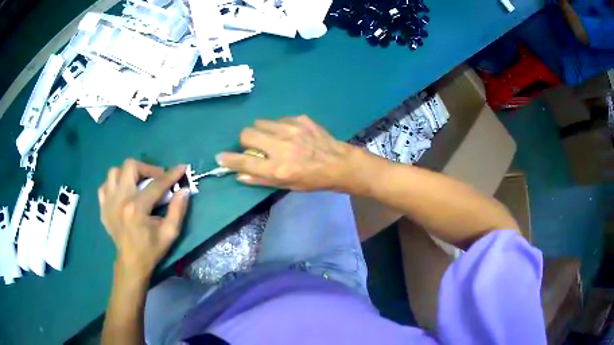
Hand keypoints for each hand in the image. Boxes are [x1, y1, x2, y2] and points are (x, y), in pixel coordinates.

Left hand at [98, 159, 189, 280]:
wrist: (131, 263)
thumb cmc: (151, 250)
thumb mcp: (169, 233)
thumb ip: (177, 210)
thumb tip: (184, 190)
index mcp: (136, 208)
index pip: (156, 184)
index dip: (171, 174)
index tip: (181, 168)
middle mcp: (120, 200)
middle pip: (130, 166)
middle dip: (146, 169)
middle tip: (155, 179)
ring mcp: (108, 202)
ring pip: (114, 172)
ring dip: (128, 174)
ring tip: (137, 184)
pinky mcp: (103, 207)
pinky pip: (105, 185)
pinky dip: (114, 184)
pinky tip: (122, 193)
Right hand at [216, 115, 355, 190]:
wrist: (339, 164)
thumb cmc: (313, 180)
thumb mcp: (287, 186)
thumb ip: (261, 180)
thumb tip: (238, 175)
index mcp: (278, 169)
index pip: (244, 163)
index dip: (229, 160)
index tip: (220, 157)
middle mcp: (282, 147)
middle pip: (247, 133)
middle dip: (246, 140)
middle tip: (255, 146)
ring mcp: (292, 129)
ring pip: (261, 122)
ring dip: (262, 131)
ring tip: (273, 138)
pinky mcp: (301, 119)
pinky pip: (278, 119)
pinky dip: (278, 127)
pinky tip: (290, 134)